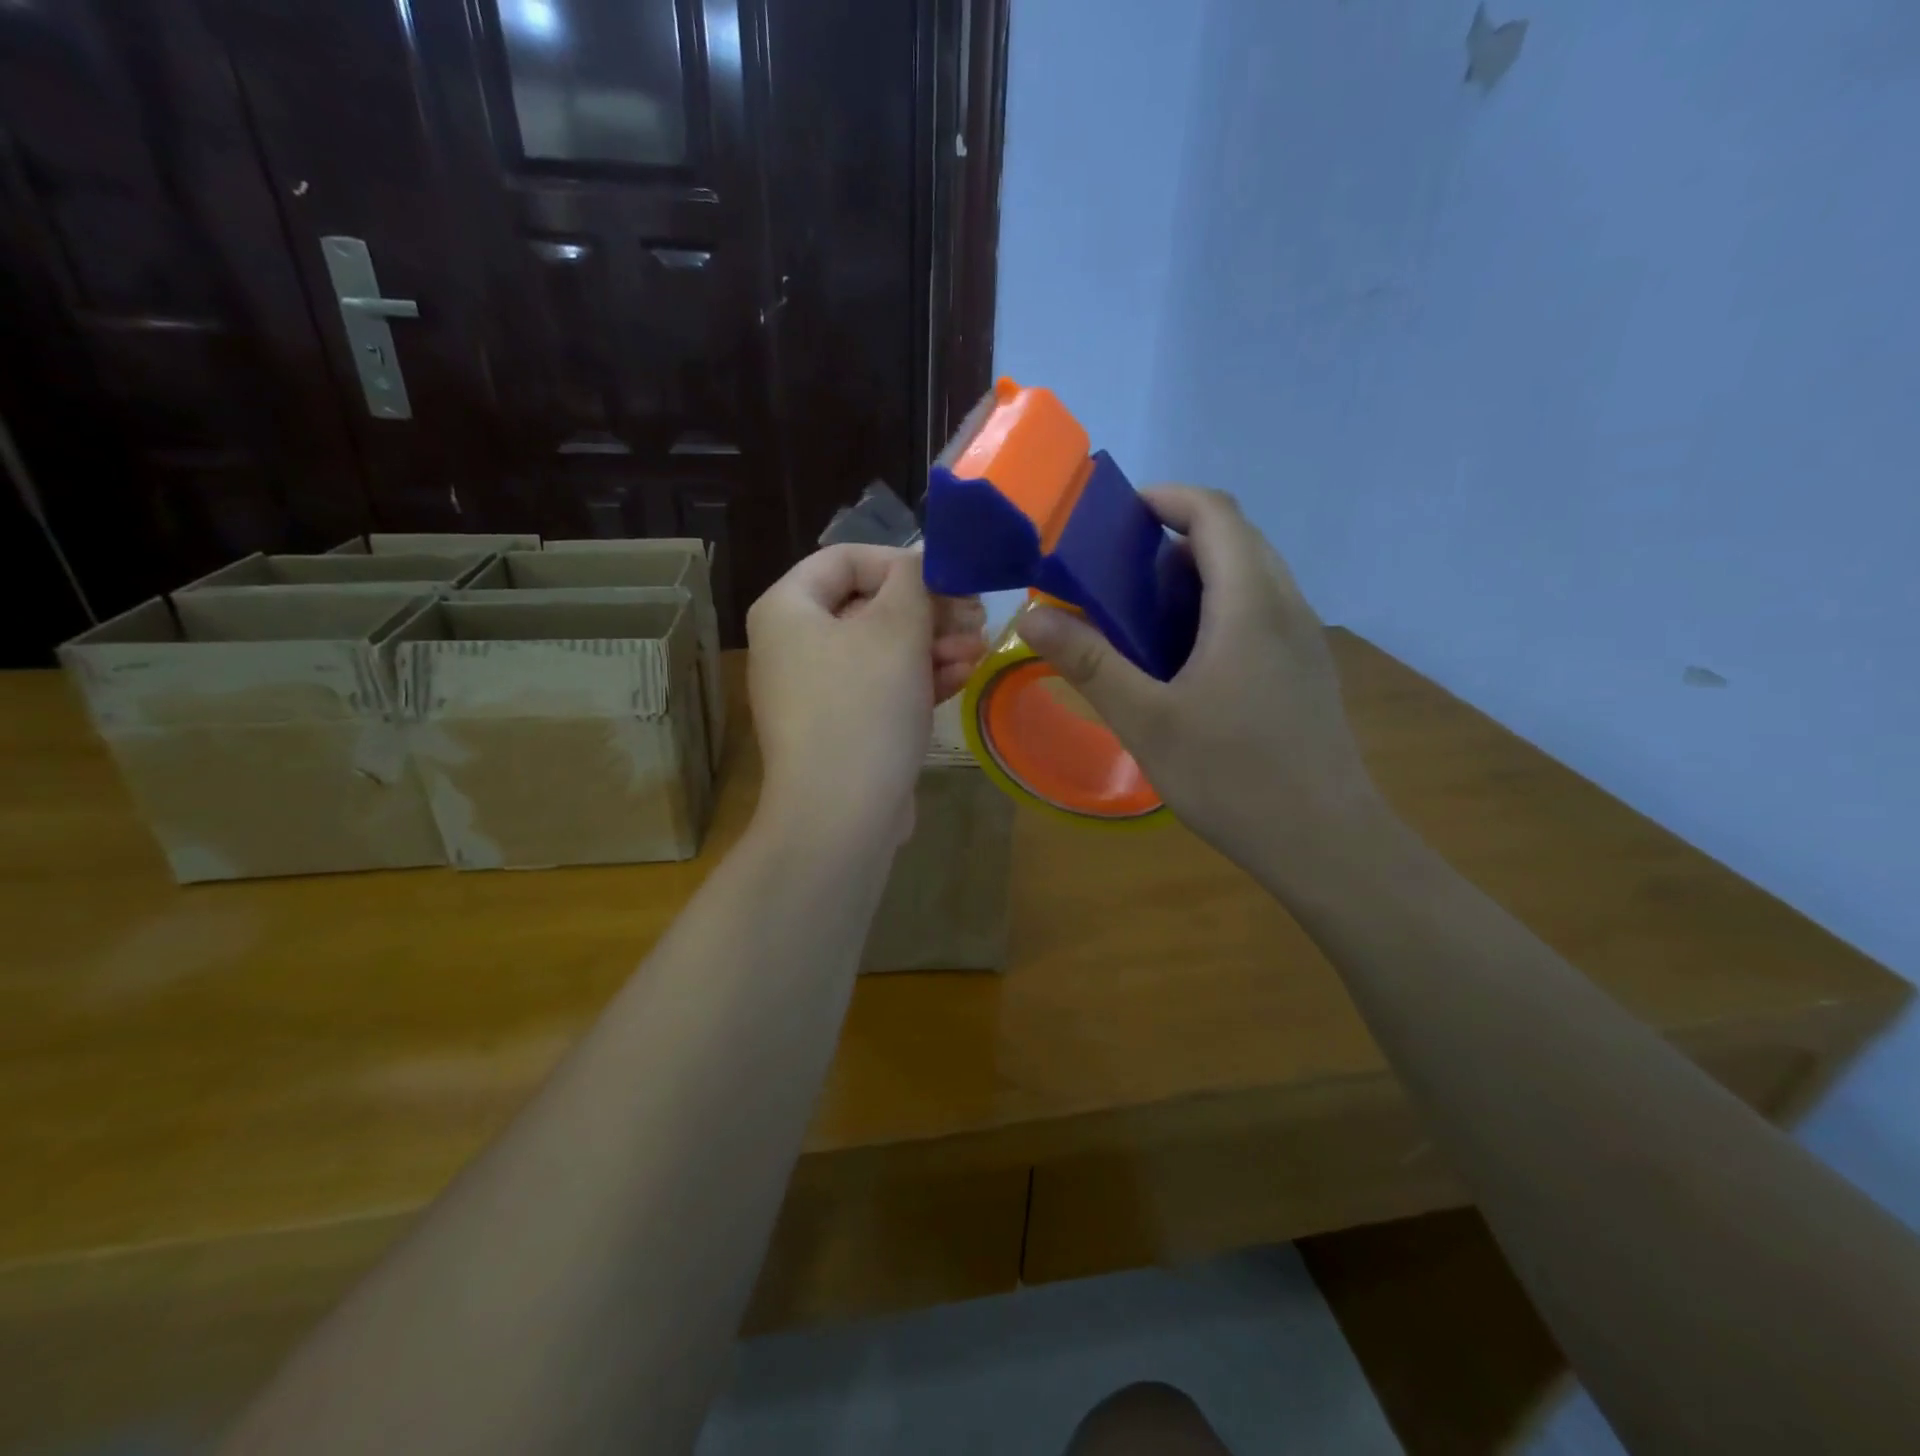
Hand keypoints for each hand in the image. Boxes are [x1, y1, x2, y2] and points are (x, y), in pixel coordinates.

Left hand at [748, 545, 984, 848]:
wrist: (841, 816)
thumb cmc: (863, 707)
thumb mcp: (897, 630)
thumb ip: (915, 581)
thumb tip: (925, 558)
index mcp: (788, 609)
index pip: (846, 559)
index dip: (903, 562)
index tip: (950, 580)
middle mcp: (793, 645)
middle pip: (868, 606)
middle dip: (929, 610)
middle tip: (976, 617)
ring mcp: (815, 691)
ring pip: (880, 650)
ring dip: (933, 645)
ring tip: (979, 649)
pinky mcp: (839, 728)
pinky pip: (880, 688)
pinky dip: (918, 679)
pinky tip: (961, 677)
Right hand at [1017, 487, 1385, 891]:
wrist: (1323, 840)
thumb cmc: (1232, 775)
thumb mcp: (1146, 720)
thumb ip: (1089, 662)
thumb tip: (1032, 615)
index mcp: (1249, 603)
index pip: (1215, 513)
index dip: (1168, 498)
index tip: (1118, 516)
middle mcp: (1285, 606)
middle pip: (1236, 539)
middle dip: (1176, 537)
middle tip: (1120, 572)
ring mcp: (1304, 639)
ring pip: (1252, 576)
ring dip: (1199, 575)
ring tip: (1145, 615)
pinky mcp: (1307, 669)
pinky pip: (1261, 611)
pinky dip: (1219, 608)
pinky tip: (1187, 661)